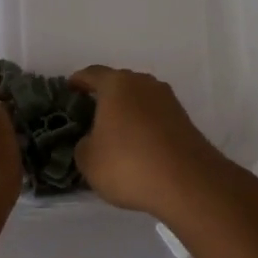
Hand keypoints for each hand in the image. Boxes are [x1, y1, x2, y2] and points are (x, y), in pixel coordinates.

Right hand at [68, 65, 231, 215]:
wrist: (188, 182)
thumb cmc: (129, 165)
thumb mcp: (89, 160)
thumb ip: (84, 144)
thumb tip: (94, 140)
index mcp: (117, 85)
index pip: (92, 74)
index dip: (79, 81)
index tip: (70, 88)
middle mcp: (144, 84)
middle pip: (119, 83)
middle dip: (105, 95)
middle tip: (90, 112)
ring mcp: (168, 100)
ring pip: (140, 99)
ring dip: (127, 110)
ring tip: (115, 130)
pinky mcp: (184, 119)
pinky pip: (155, 115)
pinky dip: (144, 124)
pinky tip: (138, 144)